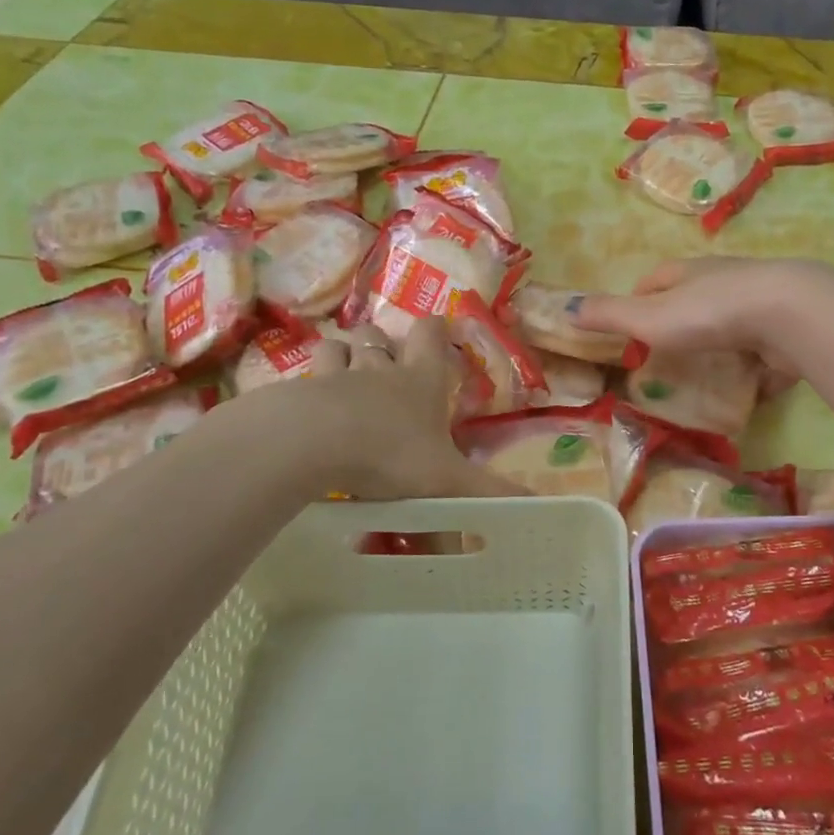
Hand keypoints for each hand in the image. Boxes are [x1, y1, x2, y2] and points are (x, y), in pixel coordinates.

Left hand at [229, 317, 523, 500]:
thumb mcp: (448, 480)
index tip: (439, 332)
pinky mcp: (296, 393)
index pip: (430, 334)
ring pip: (337, 347)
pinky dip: (306, 386)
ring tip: (343, 376)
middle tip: (384, 362)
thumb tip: (537, 505)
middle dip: (381, 343)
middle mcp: (378, 369)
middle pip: (377, 336)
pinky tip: (306, 406)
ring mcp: (333, 376)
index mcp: (420, 380)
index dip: (435, 329)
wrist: (310, 443)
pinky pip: (301, 378)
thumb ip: (489, 493)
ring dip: (342, 355)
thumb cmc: (389, 454)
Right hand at [573, 257, 833, 379]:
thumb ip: (609, 315)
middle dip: (680, 326)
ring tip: (704, 381)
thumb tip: (567, 307)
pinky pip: (765, 354)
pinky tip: (748, 394)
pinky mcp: (786, 332)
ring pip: (731, 327)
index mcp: (689, 273)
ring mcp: (759, 306)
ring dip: (718, 348)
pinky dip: (755, 371)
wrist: (787, 315)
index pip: (656, 279)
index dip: (640, 299)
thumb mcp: (648, 316)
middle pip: (695, 301)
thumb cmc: (708, 312)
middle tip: (665, 359)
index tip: (630, 328)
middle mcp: (724, 282)